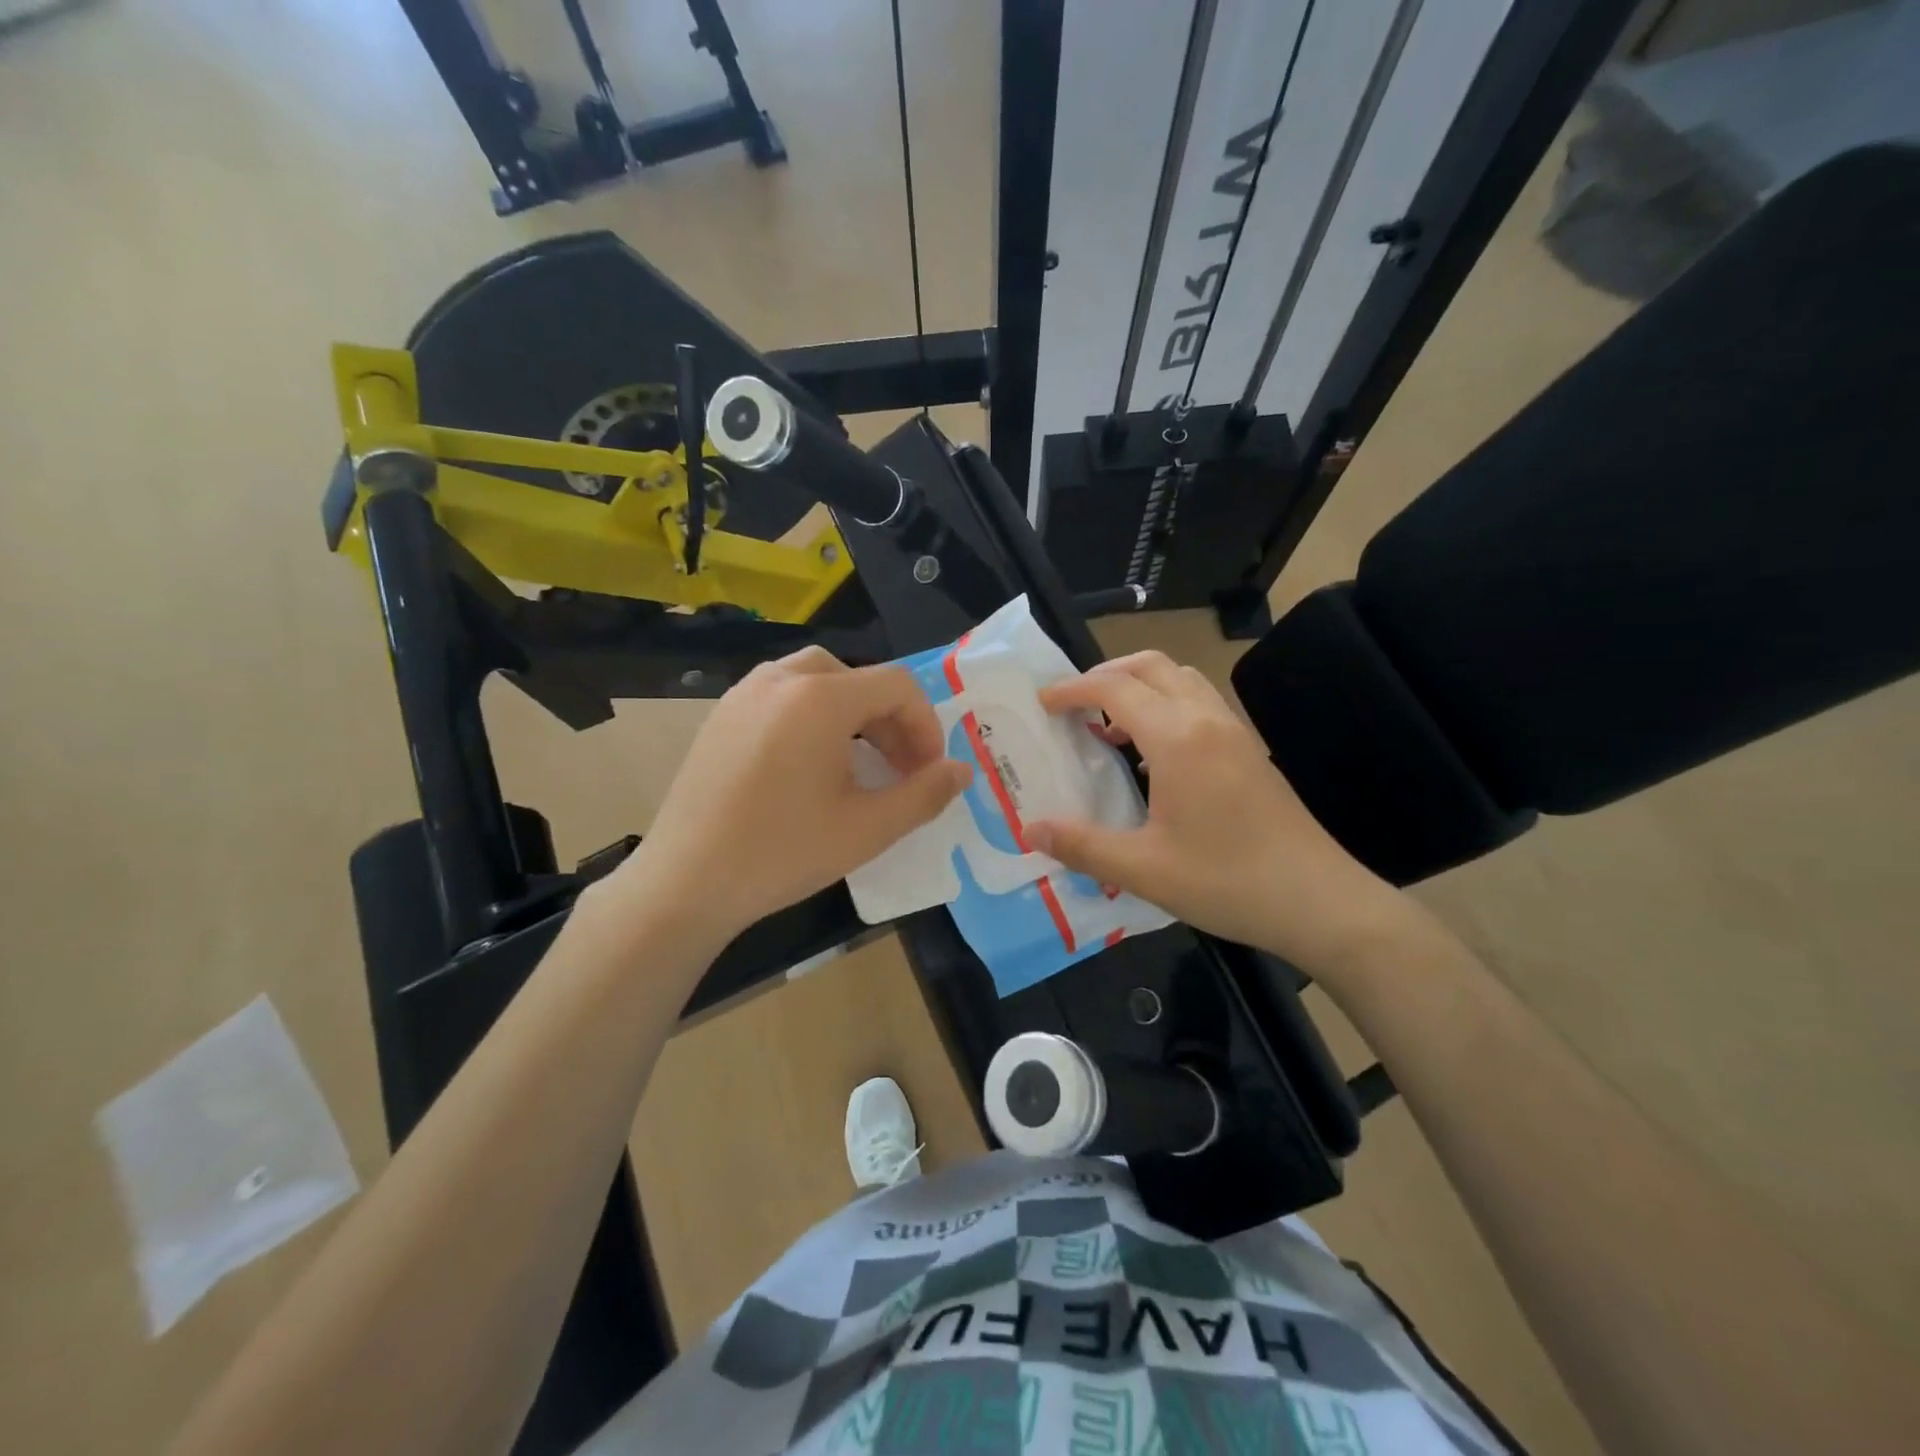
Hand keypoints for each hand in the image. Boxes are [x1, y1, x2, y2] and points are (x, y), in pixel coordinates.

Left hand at [606, 647, 971, 945]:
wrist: (685, 882)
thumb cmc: (783, 853)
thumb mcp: (868, 829)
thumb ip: (925, 794)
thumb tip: (962, 770)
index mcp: (819, 698)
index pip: (897, 685)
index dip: (926, 725)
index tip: (929, 771)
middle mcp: (780, 679)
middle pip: (858, 677)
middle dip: (891, 719)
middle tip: (900, 768)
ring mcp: (743, 694)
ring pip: (818, 681)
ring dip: (853, 713)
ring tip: (860, 762)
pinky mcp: (721, 716)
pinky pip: (782, 696)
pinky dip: (813, 716)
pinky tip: (810, 765)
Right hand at [1025, 651, 1405, 977]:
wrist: (1320, 901)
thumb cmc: (1227, 881)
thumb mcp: (1143, 870)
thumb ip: (1082, 846)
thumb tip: (1031, 830)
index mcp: (1177, 738)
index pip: (1114, 688)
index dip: (1072, 689)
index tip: (1042, 703)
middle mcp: (1206, 720)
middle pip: (1151, 666)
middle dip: (1106, 674)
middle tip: (1073, 704)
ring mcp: (1234, 732)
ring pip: (1181, 680)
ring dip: (1140, 687)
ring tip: (1109, 725)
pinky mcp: (1250, 751)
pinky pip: (1200, 704)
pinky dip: (1166, 706)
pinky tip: (1152, 756)